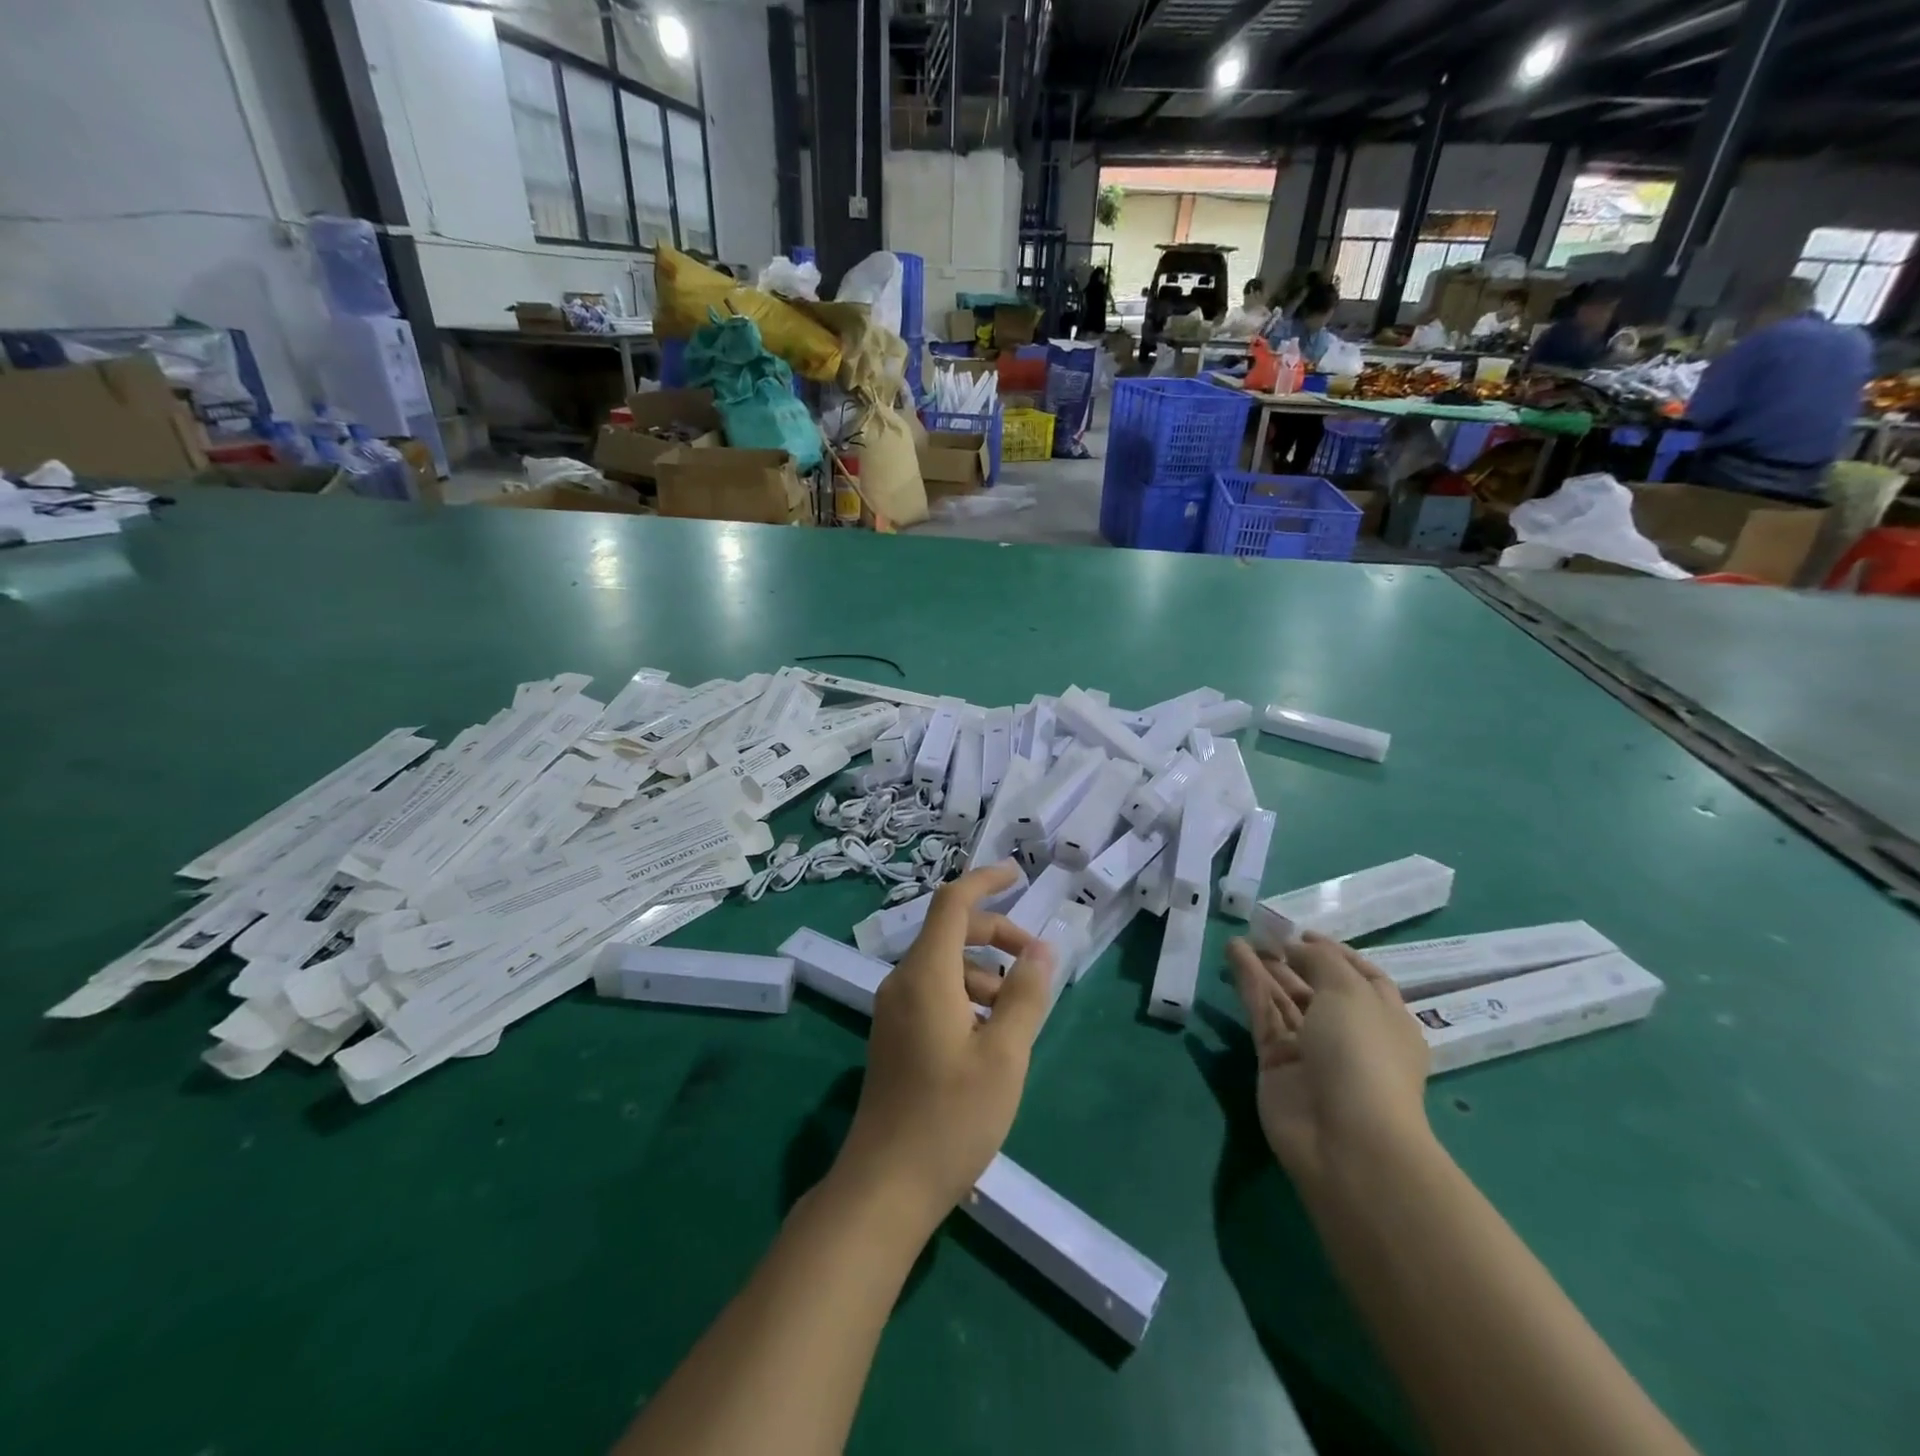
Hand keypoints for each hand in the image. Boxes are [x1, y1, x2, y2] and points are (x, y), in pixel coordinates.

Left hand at [834, 862, 1057, 1225]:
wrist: (885, 1185)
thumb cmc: (951, 1118)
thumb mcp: (1004, 1055)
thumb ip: (1026, 995)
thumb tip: (1042, 948)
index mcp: (925, 975)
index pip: (952, 903)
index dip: (985, 881)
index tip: (1018, 875)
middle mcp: (902, 981)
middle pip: (950, 933)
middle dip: (996, 935)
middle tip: (1035, 962)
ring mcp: (894, 1010)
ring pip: (945, 966)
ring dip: (985, 972)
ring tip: (1018, 1013)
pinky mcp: (895, 1035)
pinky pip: (934, 992)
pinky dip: (967, 995)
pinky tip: (990, 1036)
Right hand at [1225, 932, 1431, 1187]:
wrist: (1345, 1139)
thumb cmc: (1363, 1055)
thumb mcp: (1350, 992)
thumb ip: (1320, 960)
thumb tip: (1294, 946)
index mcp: (1384, 1019)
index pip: (1362, 978)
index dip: (1334, 953)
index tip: (1302, 932)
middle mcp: (1349, 1033)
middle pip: (1317, 987)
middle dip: (1292, 958)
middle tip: (1262, 932)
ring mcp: (1310, 1050)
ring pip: (1284, 999)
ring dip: (1265, 967)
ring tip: (1240, 938)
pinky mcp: (1276, 1062)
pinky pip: (1262, 1014)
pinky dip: (1248, 984)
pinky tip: (1233, 955)